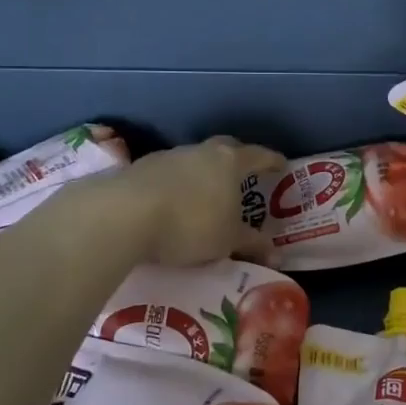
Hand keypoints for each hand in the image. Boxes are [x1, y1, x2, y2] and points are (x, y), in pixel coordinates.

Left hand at [109, 137, 285, 266]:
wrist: (123, 215)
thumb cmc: (190, 224)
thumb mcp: (227, 241)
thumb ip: (252, 244)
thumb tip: (277, 254)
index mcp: (229, 161)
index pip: (259, 155)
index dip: (273, 161)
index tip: (282, 165)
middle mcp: (200, 151)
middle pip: (225, 149)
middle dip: (237, 161)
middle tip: (244, 178)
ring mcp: (168, 157)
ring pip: (194, 161)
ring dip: (202, 175)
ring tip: (205, 198)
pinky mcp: (139, 169)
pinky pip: (168, 175)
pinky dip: (176, 187)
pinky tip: (172, 206)